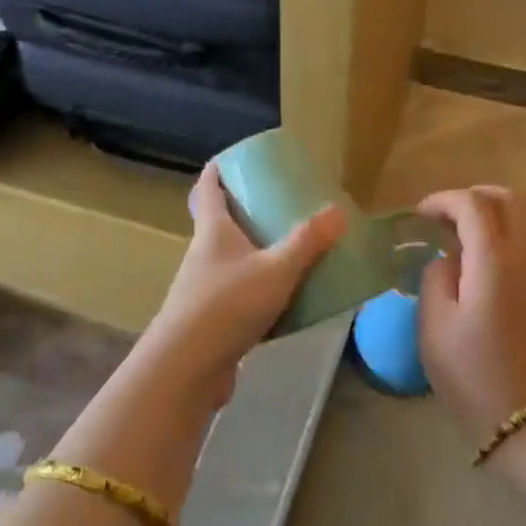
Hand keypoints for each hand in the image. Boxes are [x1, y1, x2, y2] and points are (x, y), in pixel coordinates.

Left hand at [139, 161, 345, 404]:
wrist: (187, 368)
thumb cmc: (227, 305)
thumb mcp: (276, 269)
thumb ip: (308, 242)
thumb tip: (338, 211)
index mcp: (213, 231)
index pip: (207, 187)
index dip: (218, 169)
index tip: (234, 157)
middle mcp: (203, 254)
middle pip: (219, 222)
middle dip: (245, 211)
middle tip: (278, 203)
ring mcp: (203, 288)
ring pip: (231, 260)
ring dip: (254, 253)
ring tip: (289, 249)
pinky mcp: (210, 320)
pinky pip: (239, 295)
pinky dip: (259, 290)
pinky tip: (285, 300)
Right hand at [415, 186, 525, 449]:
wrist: (524, 422)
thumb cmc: (471, 373)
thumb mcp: (434, 325)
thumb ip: (435, 277)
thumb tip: (445, 260)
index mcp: (494, 262)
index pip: (473, 205)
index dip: (443, 200)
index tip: (417, 216)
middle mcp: (522, 260)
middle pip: (509, 201)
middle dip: (472, 196)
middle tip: (440, 217)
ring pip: (518, 222)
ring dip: (484, 217)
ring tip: (448, 240)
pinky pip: (519, 247)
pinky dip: (493, 239)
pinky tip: (467, 266)